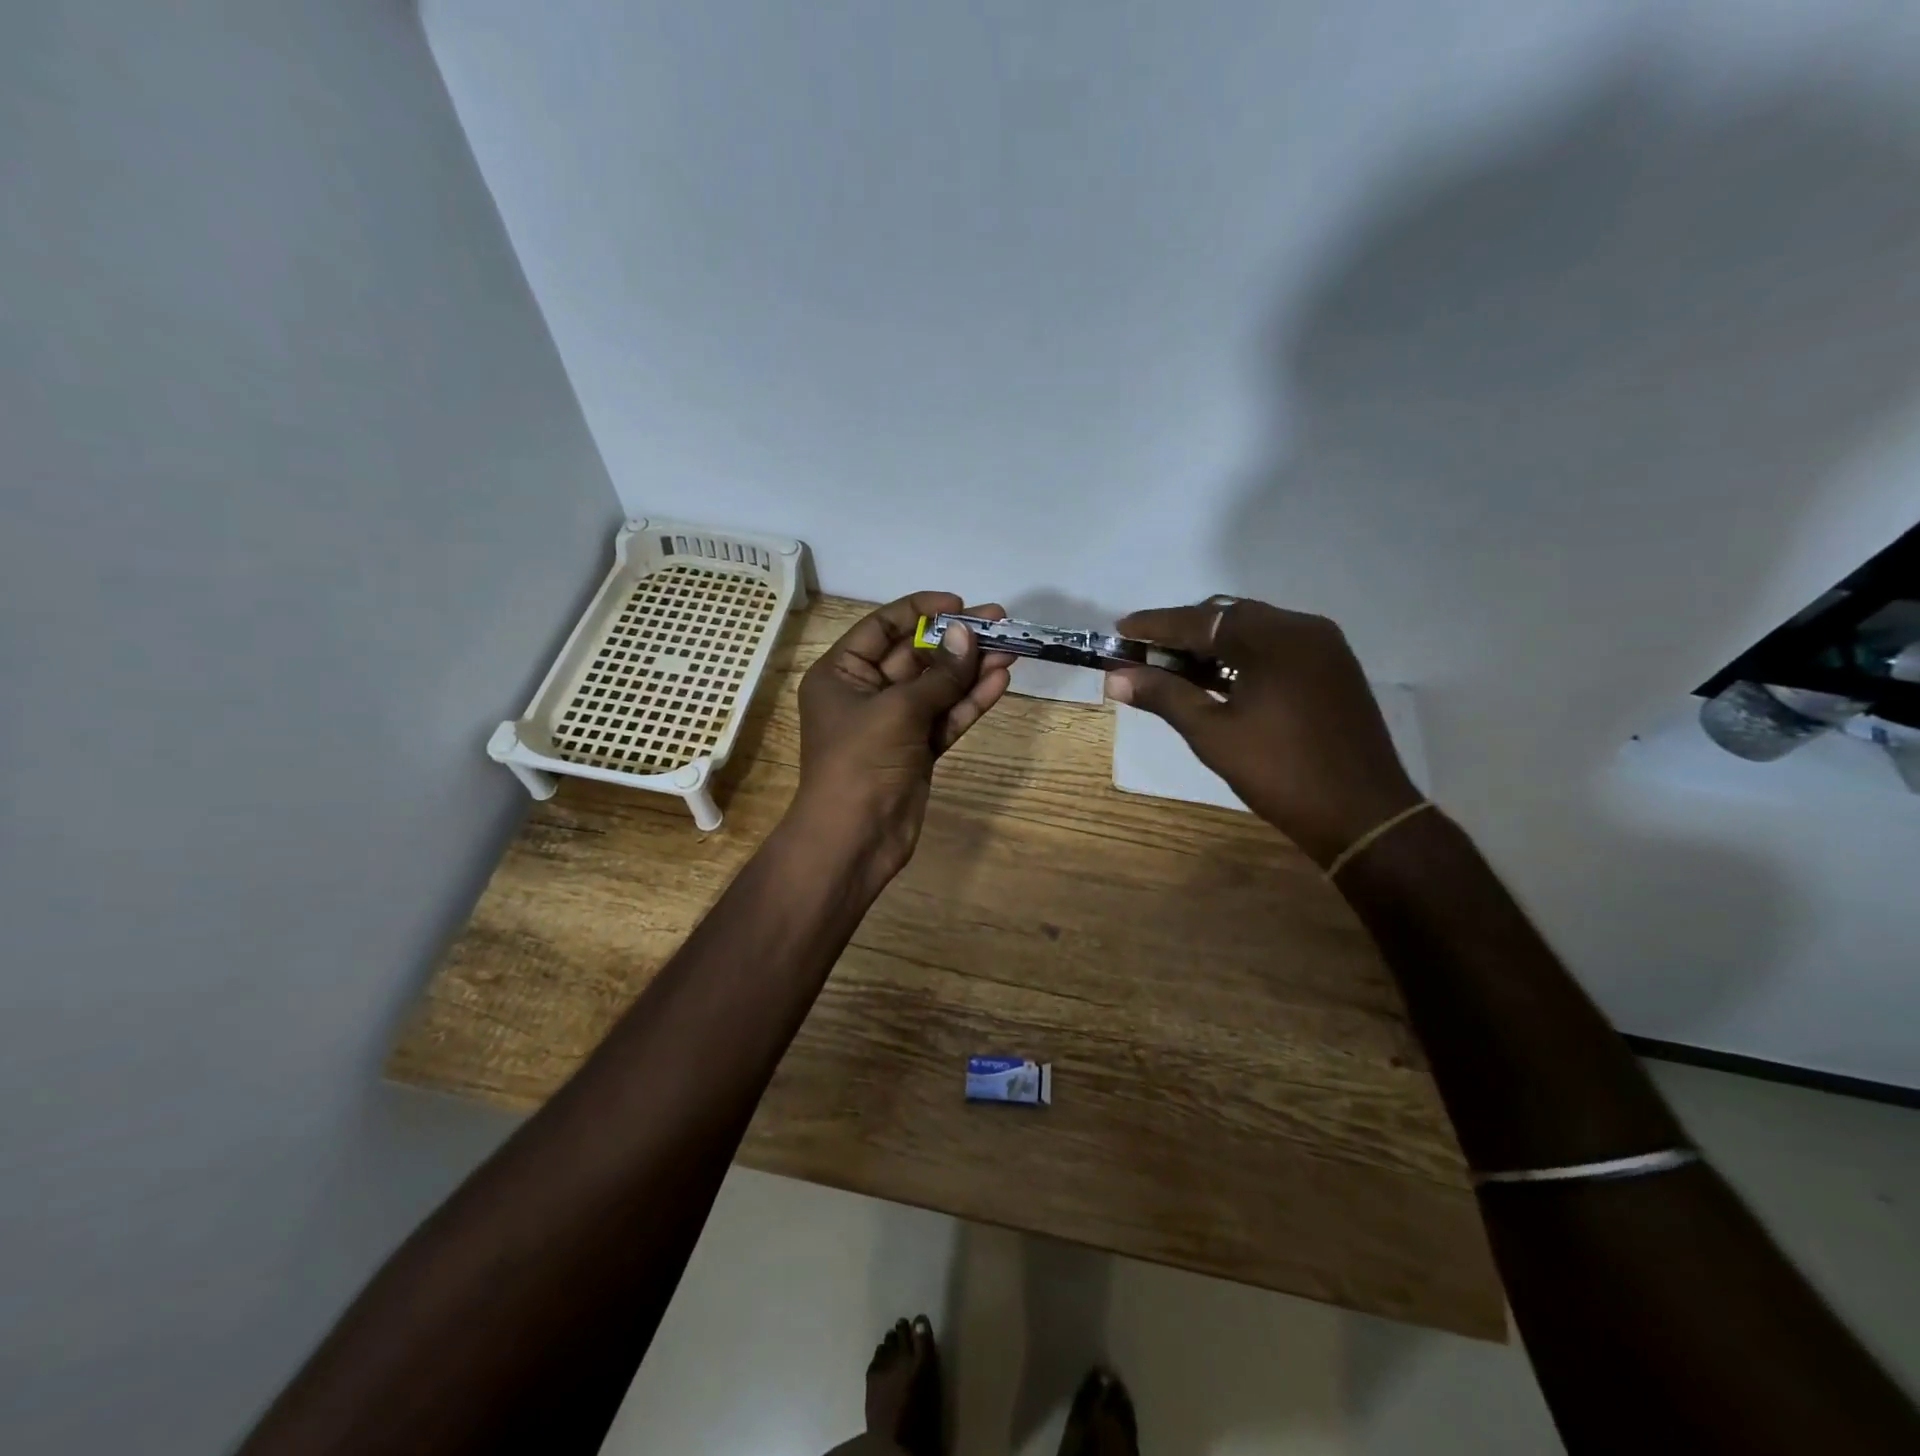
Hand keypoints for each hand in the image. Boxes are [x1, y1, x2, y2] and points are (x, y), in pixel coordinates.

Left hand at [788, 592, 1014, 880]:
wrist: (855, 839)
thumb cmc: (861, 763)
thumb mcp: (898, 710)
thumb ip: (938, 674)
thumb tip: (968, 634)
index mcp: (841, 674)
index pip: (882, 628)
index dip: (920, 611)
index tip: (959, 604)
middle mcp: (865, 693)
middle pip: (915, 656)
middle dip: (956, 640)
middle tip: (1000, 623)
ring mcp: (894, 724)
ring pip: (937, 688)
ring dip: (970, 670)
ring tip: (1011, 650)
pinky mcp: (917, 750)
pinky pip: (945, 717)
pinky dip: (969, 702)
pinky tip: (999, 682)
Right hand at [1104, 599, 1420, 866]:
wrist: (1363, 816)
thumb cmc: (1280, 773)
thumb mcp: (1213, 734)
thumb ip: (1165, 696)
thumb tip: (1115, 677)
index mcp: (1276, 638)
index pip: (1202, 620)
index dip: (1156, 626)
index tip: (1120, 630)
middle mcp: (1304, 630)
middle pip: (1229, 617)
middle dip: (1184, 634)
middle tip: (1145, 655)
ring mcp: (1324, 650)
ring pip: (1254, 632)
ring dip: (1212, 647)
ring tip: (1174, 670)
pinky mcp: (1333, 671)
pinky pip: (1276, 650)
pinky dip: (1242, 658)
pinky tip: (1218, 682)